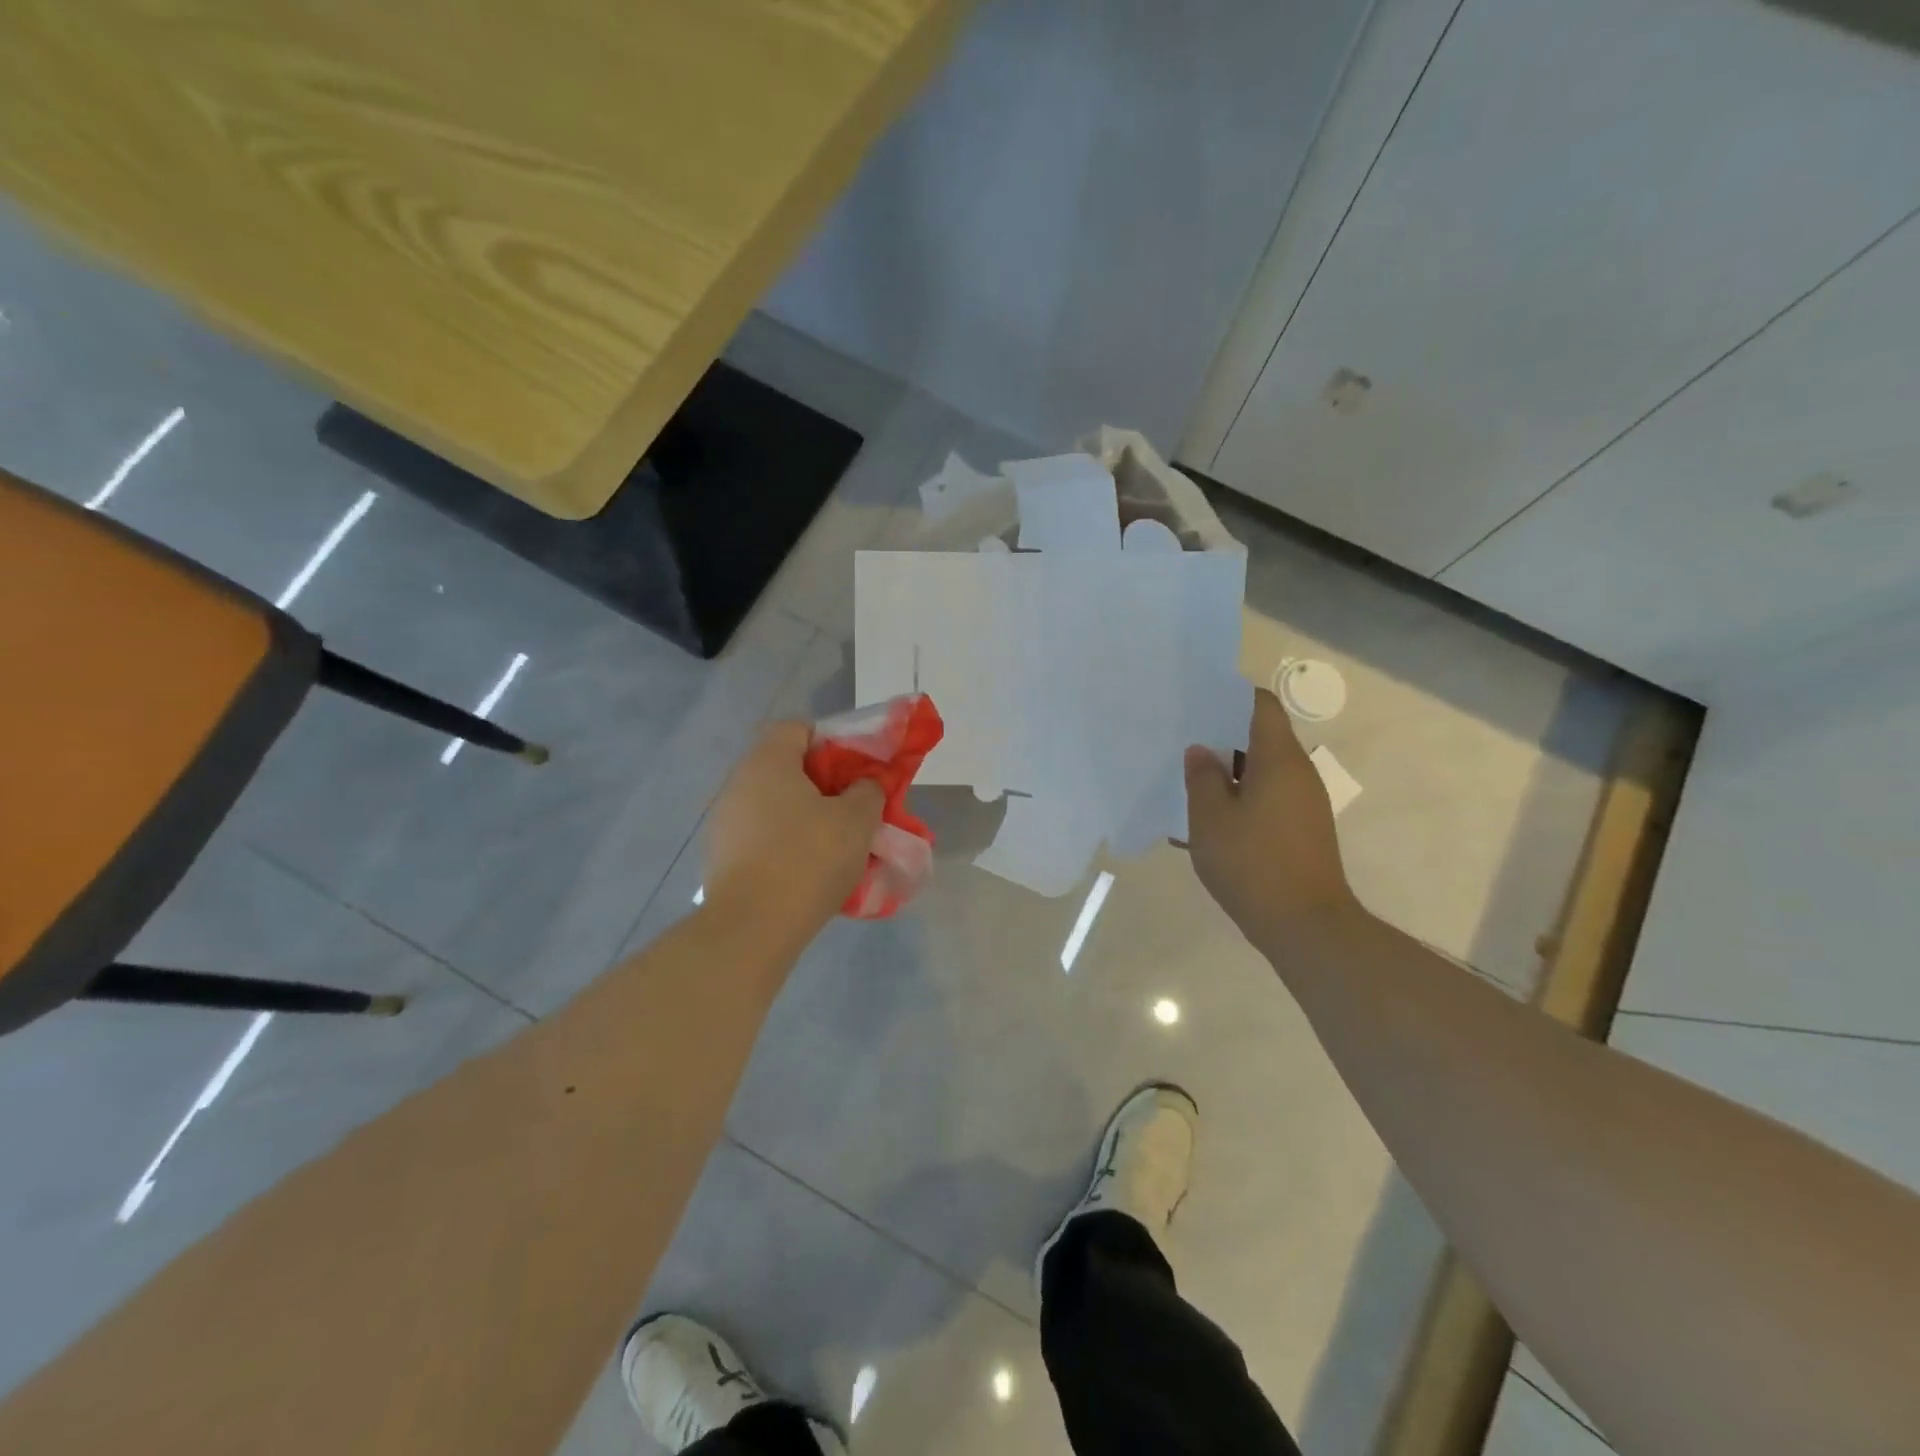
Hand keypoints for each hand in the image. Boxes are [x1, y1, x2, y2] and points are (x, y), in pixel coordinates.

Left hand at [704, 721, 884, 939]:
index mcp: (767, 762)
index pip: (797, 728)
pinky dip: (784, 843)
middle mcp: (738, 783)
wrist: (753, 928)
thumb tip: (864, 784)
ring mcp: (724, 821)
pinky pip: (761, 836)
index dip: (830, 741)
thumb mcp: (858, 820)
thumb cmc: (809, 858)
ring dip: (803, 816)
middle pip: (784, 767)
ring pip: (773, 805)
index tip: (854, 770)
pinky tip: (807, 870)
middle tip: (851, 808)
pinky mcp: (720, 856)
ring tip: (834, 843)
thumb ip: (868, 791)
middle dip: (821, 784)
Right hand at [1184, 689, 1357, 940]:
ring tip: (1189, 783)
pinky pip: (1268, 799)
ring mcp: (1304, 803)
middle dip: (1222, 738)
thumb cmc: (1253, 863)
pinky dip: (1241, 800)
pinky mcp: (1302, 829)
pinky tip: (1210, 822)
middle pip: (1261, 738)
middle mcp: (1298, 773)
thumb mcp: (1210, 818)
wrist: (1305, 925)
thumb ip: (1202, 778)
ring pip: (1262, 772)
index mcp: (1279, 759)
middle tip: (1182, 743)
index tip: (1198, 703)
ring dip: (1229, 774)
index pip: (1261, 706)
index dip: (1231, 697)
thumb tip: (1201, 751)